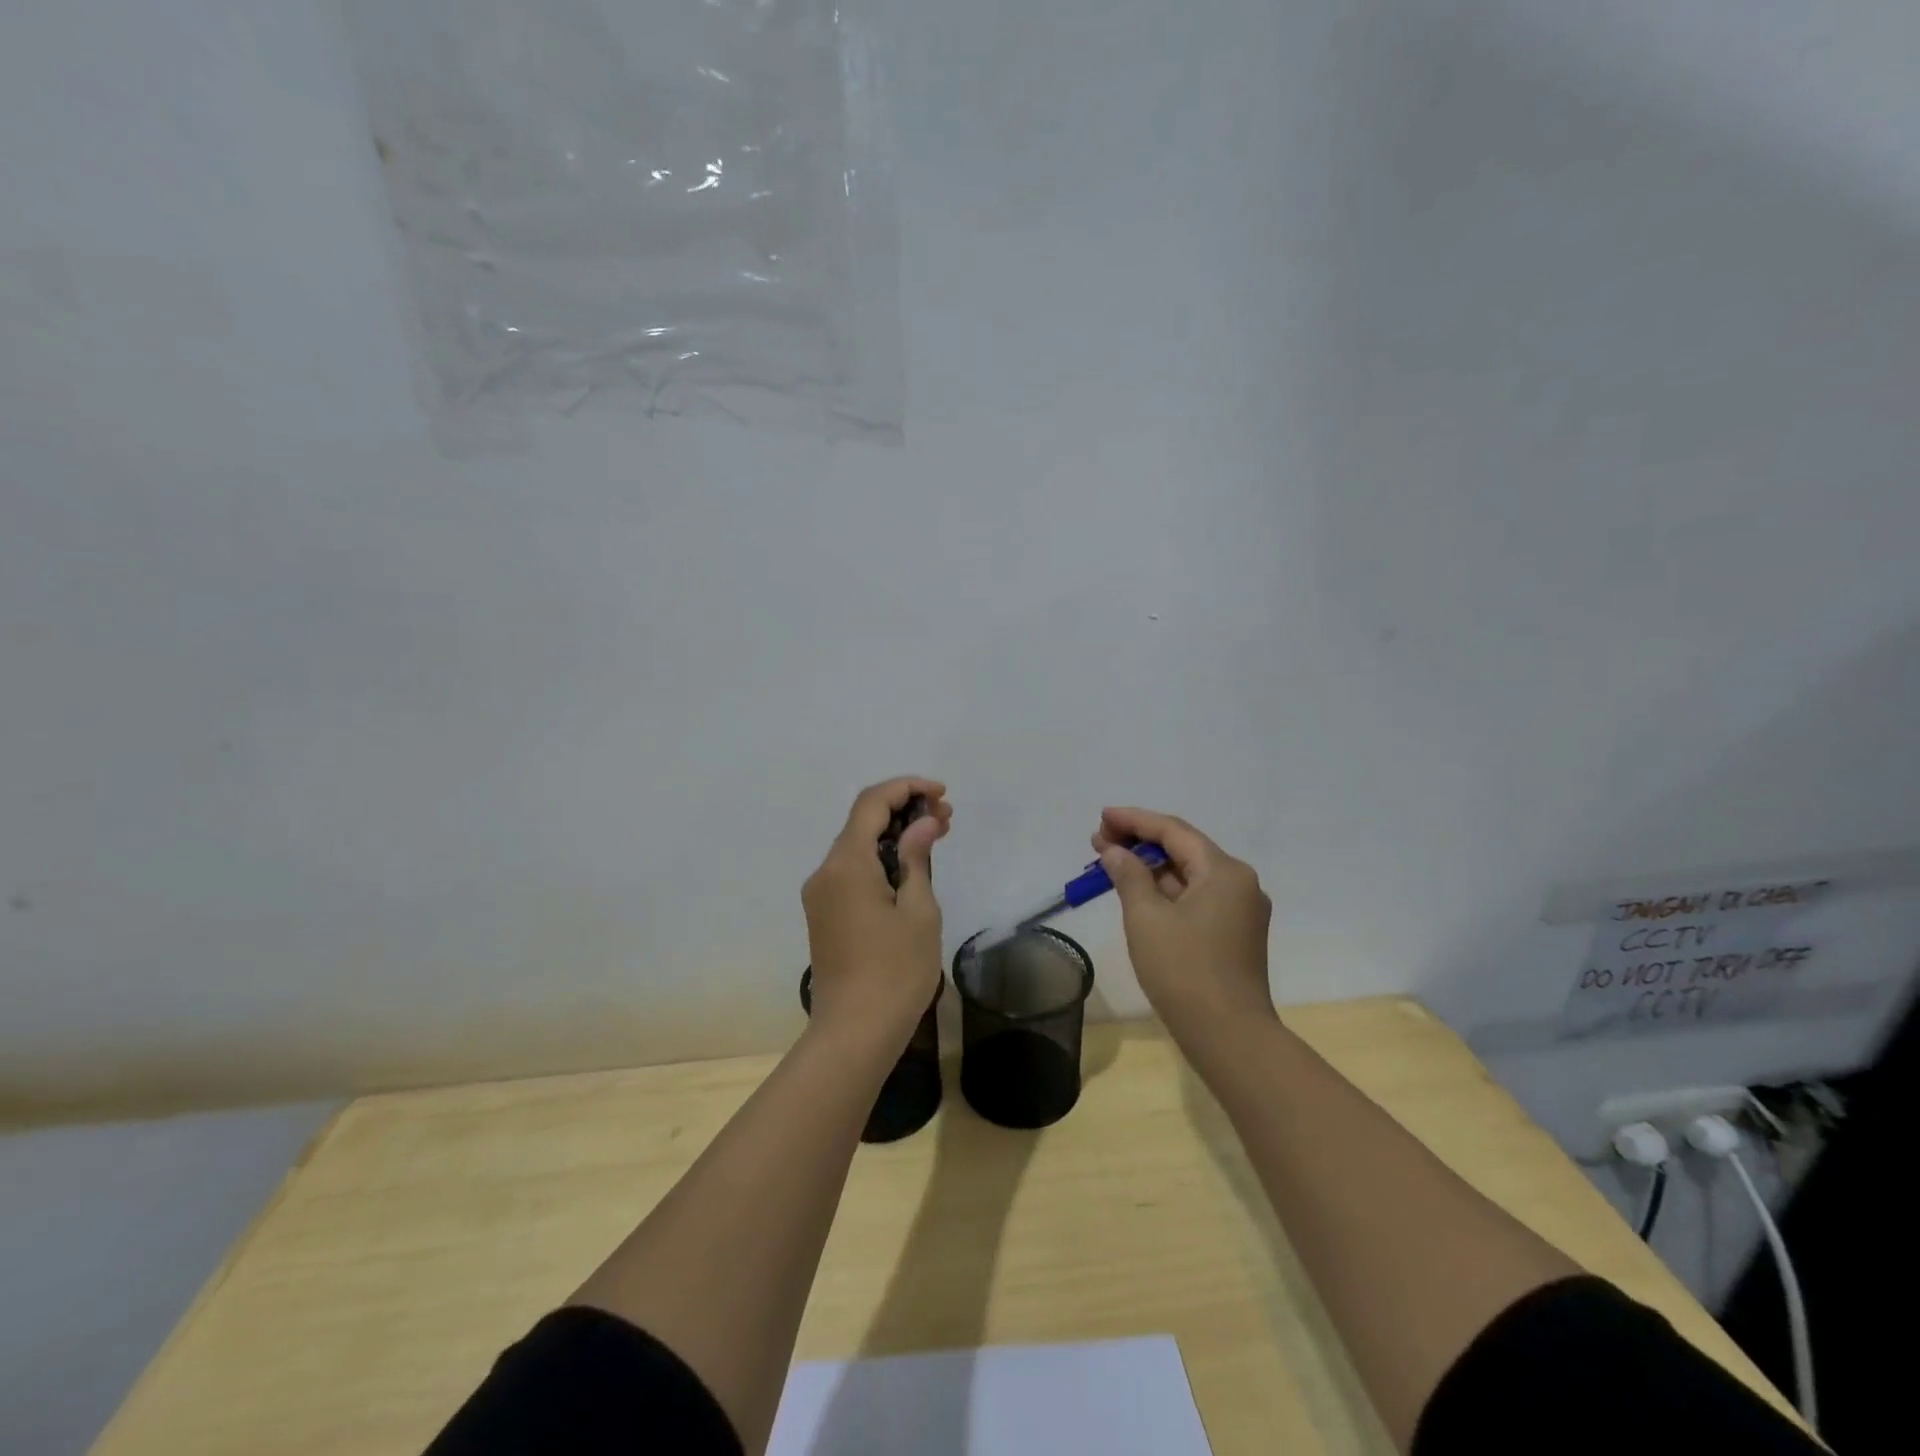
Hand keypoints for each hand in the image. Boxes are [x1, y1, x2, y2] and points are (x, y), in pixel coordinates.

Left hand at [803, 777, 951, 1047]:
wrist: (854, 1034)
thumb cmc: (895, 972)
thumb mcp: (919, 911)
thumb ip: (917, 858)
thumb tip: (922, 823)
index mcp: (846, 864)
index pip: (871, 803)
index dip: (906, 788)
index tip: (941, 795)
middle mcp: (825, 871)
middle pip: (861, 821)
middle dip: (903, 810)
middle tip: (947, 818)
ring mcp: (821, 895)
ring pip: (857, 846)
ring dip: (894, 835)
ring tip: (937, 837)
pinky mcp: (825, 914)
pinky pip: (852, 871)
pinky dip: (881, 859)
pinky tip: (911, 868)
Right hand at [1093, 807, 1273, 1041]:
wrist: (1229, 1037)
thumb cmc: (1184, 970)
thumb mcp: (1146, 917)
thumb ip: (1128, 875)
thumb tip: (1115, 851)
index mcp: (1224, 871)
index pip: (1173, 831)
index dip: (1134, 820)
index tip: (1102, 816)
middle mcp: (1239, 883)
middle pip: (1183, 849)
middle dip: (1140, 842)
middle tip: (1099, 840)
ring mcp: (1239, 910)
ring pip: (1188, 875)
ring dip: (1150, 867)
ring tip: (1110, 862)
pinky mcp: (1233, 934)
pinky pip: (1195, 898)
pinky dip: (1165, 890)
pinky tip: (1137, 891)